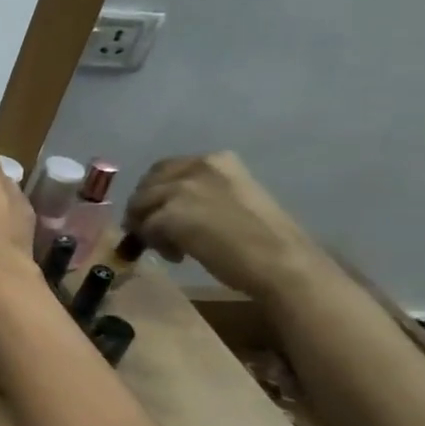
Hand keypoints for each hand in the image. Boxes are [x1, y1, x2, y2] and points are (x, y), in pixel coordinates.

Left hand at [124, 152, 324, 299]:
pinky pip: (146, 228)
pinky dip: (156, 244)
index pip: (165, 169)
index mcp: (216, 160)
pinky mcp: (171, 214)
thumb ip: (202, 194)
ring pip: (141, 206)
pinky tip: (179, 257)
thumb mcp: (234, 199)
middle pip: (147, 185)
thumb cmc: (266, 240)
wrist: (284, 264)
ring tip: (173, 248)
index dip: (157, 192)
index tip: (163, 211)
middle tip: (157, 233)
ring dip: (148, 228)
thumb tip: (168, 206)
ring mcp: (182, 189)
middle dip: (146, 209)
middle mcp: (197, 167)